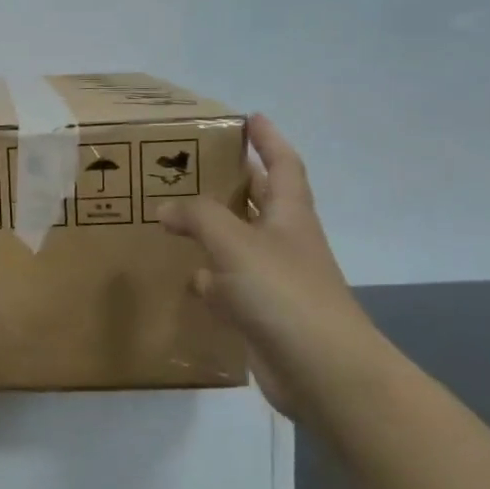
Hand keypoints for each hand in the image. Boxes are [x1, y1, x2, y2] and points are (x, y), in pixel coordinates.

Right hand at [162, 114, 386, 419]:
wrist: (322, 371)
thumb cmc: (284, 292)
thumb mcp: (236, 242)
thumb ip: (199, 217)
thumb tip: (166, 208)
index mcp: (290, 215)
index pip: (283, 164)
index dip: (269, 140)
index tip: (250, 117)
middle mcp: (285, 242)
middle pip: (260, 200)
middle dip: (235, 179)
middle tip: (196, 162)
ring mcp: (274, 280)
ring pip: (239, 243)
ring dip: (214, 229)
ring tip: (176, 213)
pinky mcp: (261, 314)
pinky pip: (228, 285)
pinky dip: (208, 278)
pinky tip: (184, 276)